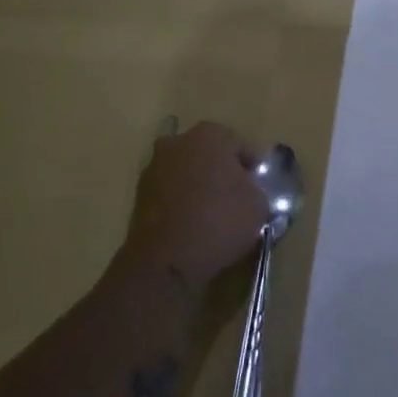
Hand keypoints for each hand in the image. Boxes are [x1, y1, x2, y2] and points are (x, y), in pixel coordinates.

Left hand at [125, 121, 269, 291]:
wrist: (166, 261)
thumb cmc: (220, 221)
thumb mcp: (259, 204)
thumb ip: (256, 189)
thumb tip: (248, 191)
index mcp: (210, 135)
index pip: (240, 146)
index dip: (252, 168)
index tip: (258, 189)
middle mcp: (178, 142)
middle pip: (209, 155)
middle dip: (221, 172)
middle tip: (236, 199)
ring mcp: (154, 168)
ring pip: (187, 173)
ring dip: (198, 187)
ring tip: (213, 216)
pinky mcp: (138, 196)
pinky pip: (170, 193)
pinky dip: (181, 204)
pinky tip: (193, 226)